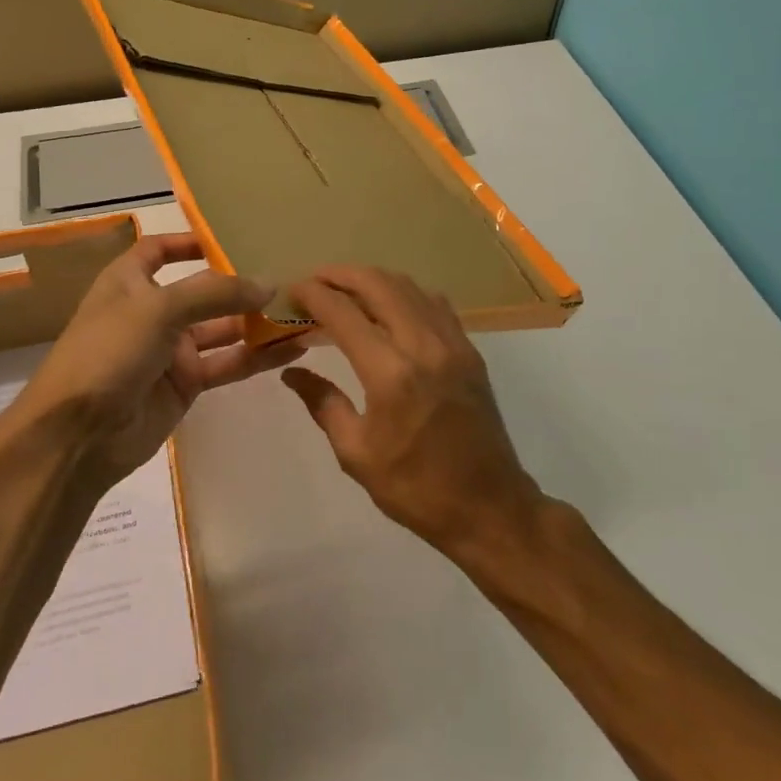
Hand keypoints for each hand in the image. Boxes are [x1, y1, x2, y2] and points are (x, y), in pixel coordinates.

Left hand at [8, 233, 301, 488]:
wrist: (78, 435)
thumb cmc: (108, 352)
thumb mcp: (158, 309)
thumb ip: (215, 294)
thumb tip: (269, 285)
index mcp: (129, 282)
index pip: (158, 250)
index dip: (189, 241)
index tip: (232, 236)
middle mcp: (152, 311)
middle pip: (203, 290)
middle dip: (241, 284)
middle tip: (290, 275)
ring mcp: (171, 349)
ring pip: (223, 328)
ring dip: (258, 321)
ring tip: (303, 310)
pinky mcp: (187, 384)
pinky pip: (228, 363)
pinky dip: (258, 357)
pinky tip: (294, 348)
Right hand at [281, 266, 542, 552]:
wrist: (488, 506)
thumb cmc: (415, 487)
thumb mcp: (356, 453)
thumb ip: (323, 403)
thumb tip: (291, 372)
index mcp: (390, 373)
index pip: (343, 313)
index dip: (313, 294)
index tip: (292, 289)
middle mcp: (423, 345)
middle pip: (378, 284)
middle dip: (341, 274)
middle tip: (315, 280)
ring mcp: (452, 343)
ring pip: (409, 286)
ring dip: (373, 279)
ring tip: (347, 288)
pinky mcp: (469, 350)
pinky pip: (434, 303)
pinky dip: (405, 293)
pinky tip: (390, 305)